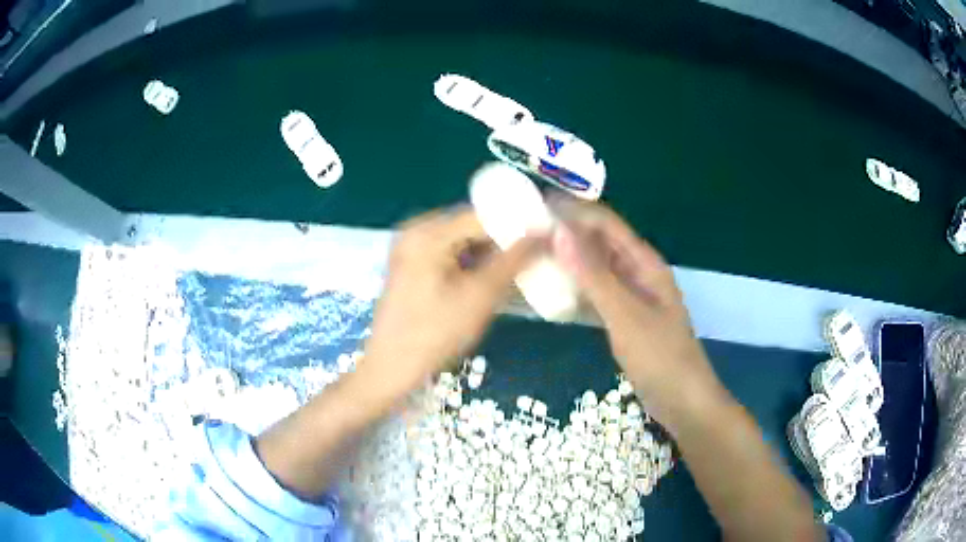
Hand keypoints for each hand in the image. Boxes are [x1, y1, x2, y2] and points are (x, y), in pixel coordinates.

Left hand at [360, 207, 543, 397]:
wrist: (392, 369)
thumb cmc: (435, 333)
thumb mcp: (480, 296)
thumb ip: (514, 260)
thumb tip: (545, 232)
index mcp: (428, 232)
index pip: (483, 215)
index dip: (518, 225)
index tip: (547, 238)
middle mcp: (416, 230)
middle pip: (471, 226)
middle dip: (503, 242)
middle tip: (535, 257)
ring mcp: (410, 247)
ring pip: (462, 241)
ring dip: (488, 255)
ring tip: (517, 271)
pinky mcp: (410, 265)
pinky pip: (449, 254)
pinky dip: (470, 264)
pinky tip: (488, 281)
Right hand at [549, 198, 722, 427]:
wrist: (682, 400)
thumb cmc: (659, 356)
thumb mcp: (625, 315)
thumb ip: (593, 275)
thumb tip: (560, 232)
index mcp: (644, 262)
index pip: (605, 223)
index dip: (573, 210)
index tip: (536, 205)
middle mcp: (638, 272)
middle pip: (600, 242)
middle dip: (567, 232)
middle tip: (525, 231)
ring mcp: (632, 295)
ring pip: (596, 267)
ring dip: (569, 259)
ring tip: (532, 254)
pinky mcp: (625, 317)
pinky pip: (597, 292)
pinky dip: (576, 286)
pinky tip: (553, 290)